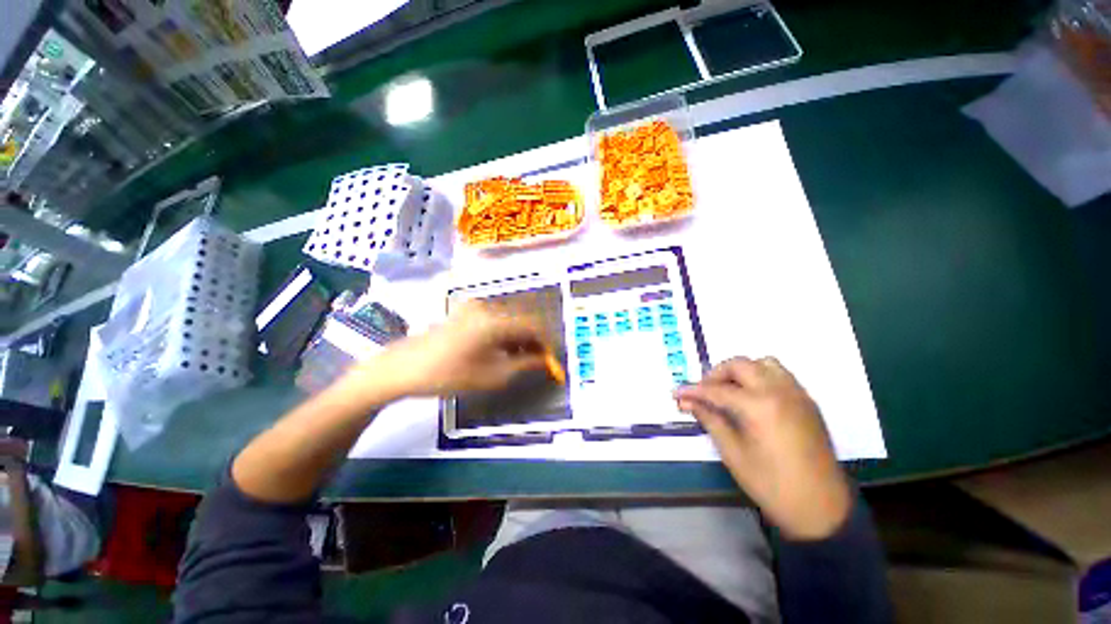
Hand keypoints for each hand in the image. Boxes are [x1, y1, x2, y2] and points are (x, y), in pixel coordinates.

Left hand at [362, 300, 550, 397]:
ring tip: (520, 358)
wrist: (403, 367)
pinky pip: (496, 318)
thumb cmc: (448, 374)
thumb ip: (524, 364)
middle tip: (537, 361)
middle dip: (534, 340)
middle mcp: (488, 306)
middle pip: (522, 319)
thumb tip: (545, 360)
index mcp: (495, 320)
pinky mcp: (466, 311)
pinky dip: (505, 333)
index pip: (533, 325)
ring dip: (519, 337)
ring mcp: (475, 306)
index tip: (551, 359)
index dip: (546, 342)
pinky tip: (502, 349)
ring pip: (509, 319)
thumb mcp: (491, 375)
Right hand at [675, 357, 851, 539]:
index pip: (717, 389)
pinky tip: (752, 397)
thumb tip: (688, 402)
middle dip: (716, 374)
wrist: (822, 508)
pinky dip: (761, 376)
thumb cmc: (772, 485)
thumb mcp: (733, 453)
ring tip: (729, 390)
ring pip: (763, 363)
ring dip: (741, 370)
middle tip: (703, 392)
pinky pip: (780, 375)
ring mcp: (797, 394)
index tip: (677, 393)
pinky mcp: (807, 401)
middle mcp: (779, 391)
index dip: (693, 391)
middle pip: (740, 365)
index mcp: (759, 406)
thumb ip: (710, 419)